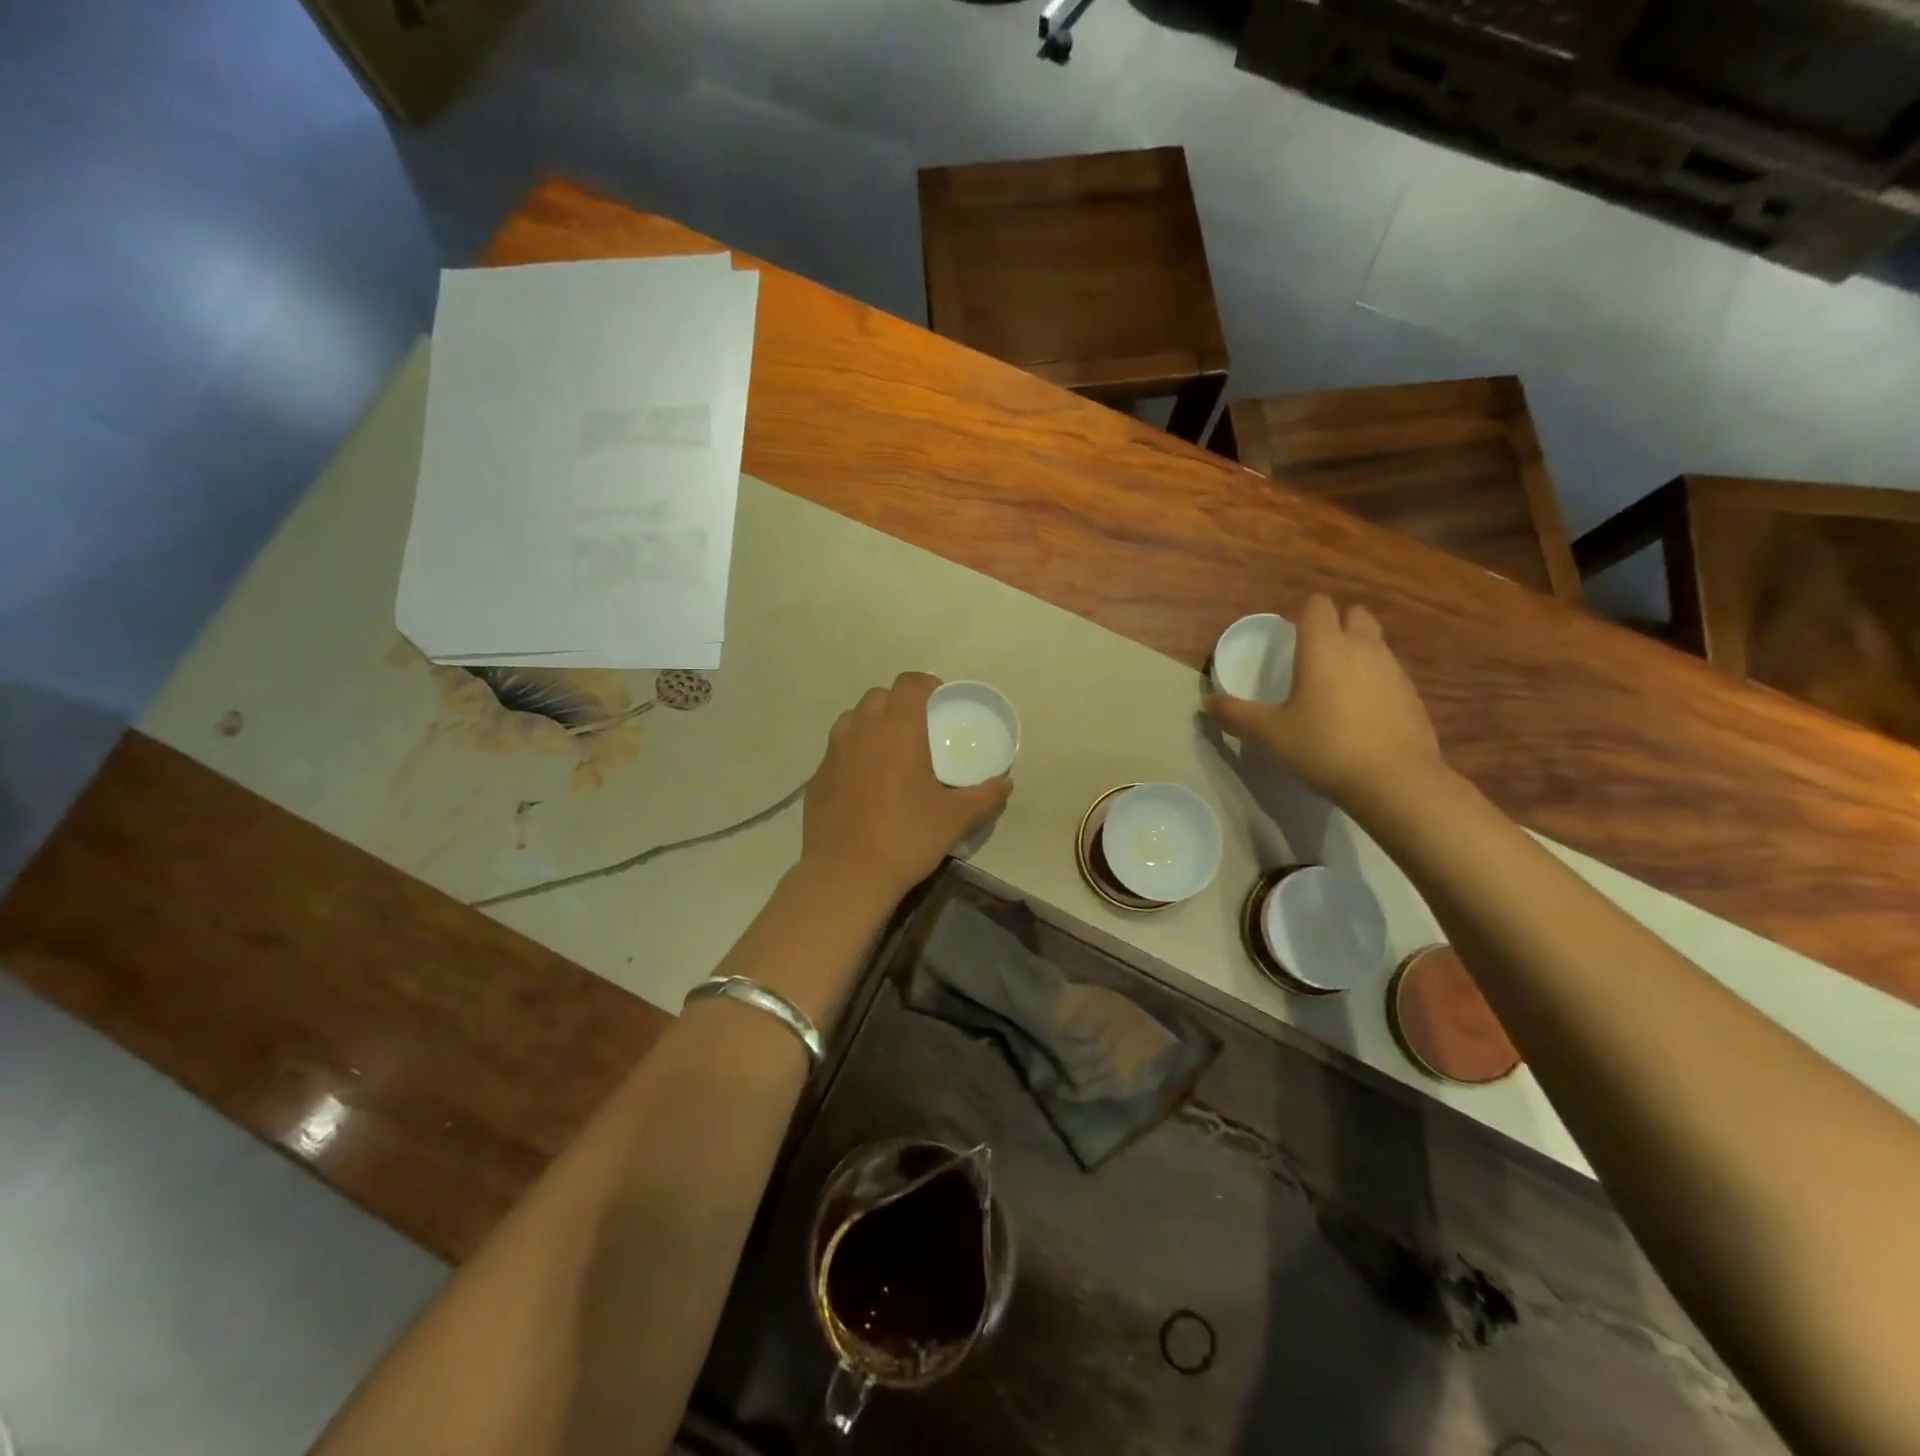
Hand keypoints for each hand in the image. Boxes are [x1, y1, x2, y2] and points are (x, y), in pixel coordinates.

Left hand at [802, 673, 1012, 900]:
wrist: (847, 875)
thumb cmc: (907, 837)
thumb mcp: (956, 818)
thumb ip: (986, 796)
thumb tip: (1006, 783)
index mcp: (897, 729)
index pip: (909, 683)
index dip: (926, 685)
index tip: (940, 702)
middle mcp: (861, 730)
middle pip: (878, 696)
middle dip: (898, 704)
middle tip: (918, 730)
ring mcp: (833, 753)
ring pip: (853, 720)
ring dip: (872, 724)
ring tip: (890, 752)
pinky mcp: (816, 778)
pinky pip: (837, 751)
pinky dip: (852, 754)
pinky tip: (864, 784)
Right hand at [1204, 594, 1444, 806]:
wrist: (1395, 780)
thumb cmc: (1325, 746)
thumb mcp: (1270, 733)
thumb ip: (1236, 715)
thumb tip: (1207, 703)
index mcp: (1324, 647)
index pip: (1317, 605)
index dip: (1302, 612)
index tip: (1288, 632)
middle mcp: (1362, 647)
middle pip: (1354, 614)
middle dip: (1336, 623)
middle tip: (1313, 652)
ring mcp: (1393, 669)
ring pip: (1374, 643)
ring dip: (1356, 651)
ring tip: (1333, 684)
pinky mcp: (1412, 695)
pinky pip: (1388, 672)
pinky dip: (1373, 680)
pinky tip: (1359, 711)